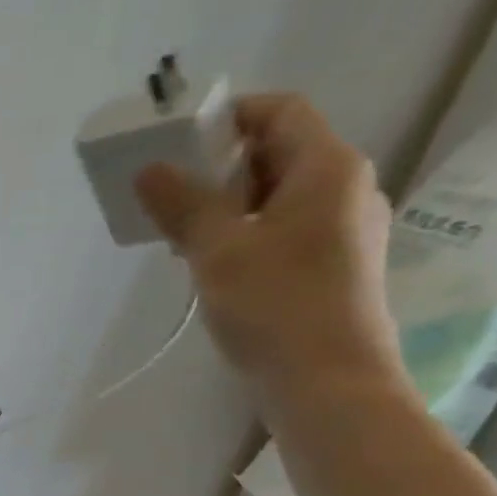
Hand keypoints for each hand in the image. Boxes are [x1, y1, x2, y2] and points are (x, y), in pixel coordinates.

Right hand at [134, 93, 409, 414]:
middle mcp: (346, 189)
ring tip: (180, 233)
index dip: (228, 116)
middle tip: (168, 192)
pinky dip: (245, 234)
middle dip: (219, 167)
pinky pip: (283, 231)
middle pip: (279, 153)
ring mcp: (343, 231)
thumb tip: (150, 169)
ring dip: (227, 206)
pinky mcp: (333, 267)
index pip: (280, 112)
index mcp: (328, 168)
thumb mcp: (218, 250)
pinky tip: (211, 264)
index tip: (177, 141)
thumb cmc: (276, 305)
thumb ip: (183, 205)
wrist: (328, 384)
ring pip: (277, 197)